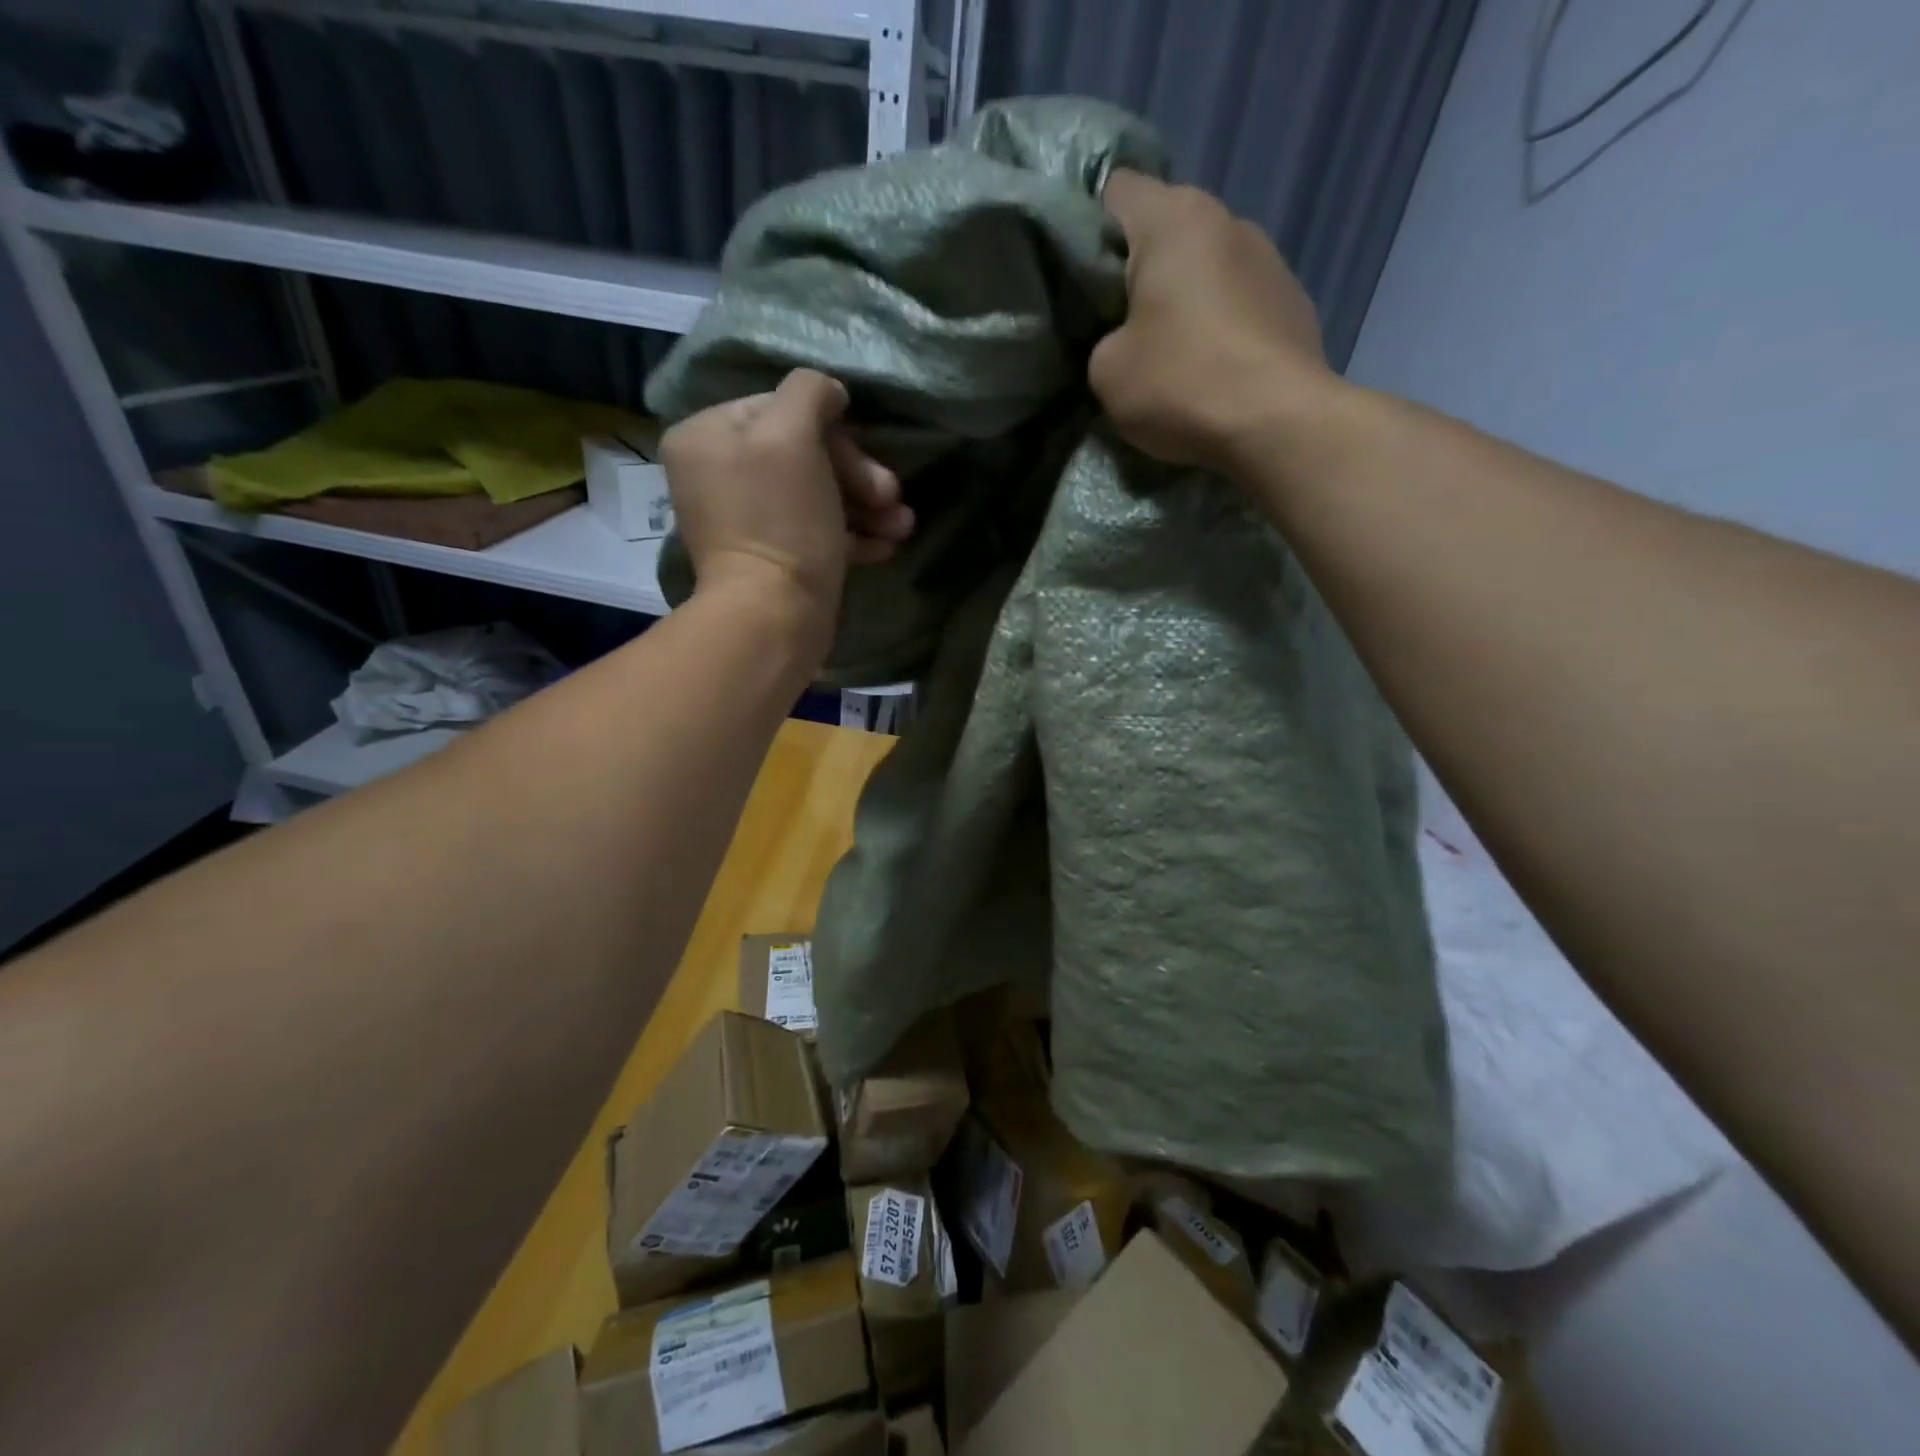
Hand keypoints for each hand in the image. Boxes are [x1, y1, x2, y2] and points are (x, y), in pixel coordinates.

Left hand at [661, 368, 911, 628]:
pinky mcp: (775, 556)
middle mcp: (720, 473)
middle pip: (804, 453)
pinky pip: (818, 530)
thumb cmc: (782, 521)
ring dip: (867, 505)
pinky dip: (854, 534)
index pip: (781, 408)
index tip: (866, 461)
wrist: (775, 618)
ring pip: (819, 493)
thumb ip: (808, 392)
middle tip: (891, 497)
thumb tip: (829, 392)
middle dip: (857, 474)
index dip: (833, 431)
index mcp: (708, 436)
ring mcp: (747, 518)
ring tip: (902, 526)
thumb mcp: (791, 434)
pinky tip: (886, 546)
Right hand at [1090, 171, 1338, 473]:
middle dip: (1139, 270)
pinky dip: (1220, 325)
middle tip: (1116, 324)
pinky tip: (1213, 368)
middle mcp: (1227, 219)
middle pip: (1166, 230)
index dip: (1090, 227)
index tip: (1080, 277)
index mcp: (1173, 218)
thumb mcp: (1107, 372)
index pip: (1116, 189)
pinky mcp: (1294, 300)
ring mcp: (1269, 257)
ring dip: (1185, 298)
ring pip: (1206, 266)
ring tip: (1171, 352)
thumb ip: (1102, 339)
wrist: (1277, 422)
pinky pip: (1239, 301)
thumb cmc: (1182, 383)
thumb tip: (1124, 338)